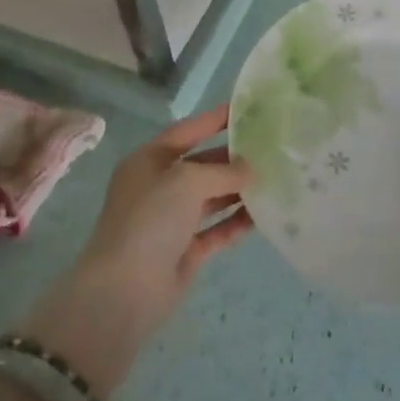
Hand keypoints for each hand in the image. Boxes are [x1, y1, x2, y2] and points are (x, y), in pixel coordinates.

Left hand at [21, 106, 251, 397]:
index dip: (215, 119)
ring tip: (275, 179)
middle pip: (202, 165)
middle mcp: (159, 187)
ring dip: (239, 190)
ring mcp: (171, 221)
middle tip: (271, 149)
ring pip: (212, 198)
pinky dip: (236, 222)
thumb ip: (223, 170)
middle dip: (233, 158)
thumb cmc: (150, 220)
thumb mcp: (187, 180)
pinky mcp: (184, 251)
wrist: (124, 291)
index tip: (248, 109)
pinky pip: (216, 230)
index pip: (188, 131)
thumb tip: (250, 170)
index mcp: (149, 161)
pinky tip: (262, 216)